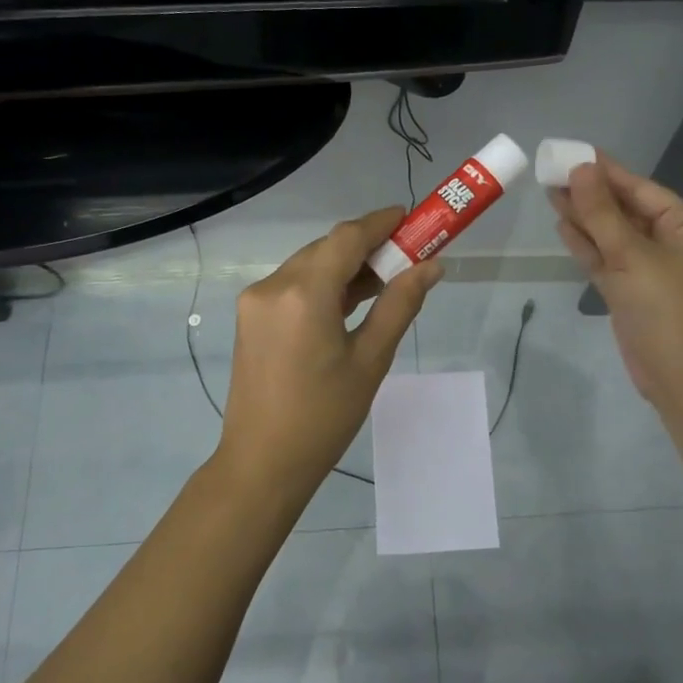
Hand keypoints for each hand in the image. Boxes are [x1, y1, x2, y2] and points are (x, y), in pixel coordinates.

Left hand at [216, 208, 442, 507]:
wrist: (262, 463)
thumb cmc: (324, 417)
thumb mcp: (371, 360)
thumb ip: (400, 305)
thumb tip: (432, 266)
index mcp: (304, 294)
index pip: (346, 237)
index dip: (380, 223)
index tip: (411, 219)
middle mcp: (272, 286)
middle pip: (326, 248)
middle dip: (366, 247)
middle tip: (406, 259)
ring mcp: (255, 301)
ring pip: (308, 265)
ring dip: (344, 267)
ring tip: (384, 283)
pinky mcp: (250, 317)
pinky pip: (292, 286)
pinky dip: (322, 285)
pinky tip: (348, 303)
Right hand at [550, 156, 682, 406]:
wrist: (679, 374)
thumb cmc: (665, 307)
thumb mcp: (631, 255)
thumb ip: (602, 213)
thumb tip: (581, 169)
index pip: (640, 188)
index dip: (606, 171)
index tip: (573, 154)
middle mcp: (667, 242)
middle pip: (623, 209)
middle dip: (590, 193)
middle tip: (552, 172)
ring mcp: (647, 268)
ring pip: (610, 234)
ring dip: (584, 217)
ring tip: (551, 193)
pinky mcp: (629, 290)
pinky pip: (605, 258)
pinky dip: (585, 245)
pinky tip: (563, 226)